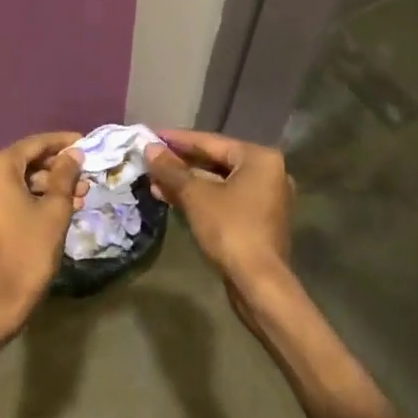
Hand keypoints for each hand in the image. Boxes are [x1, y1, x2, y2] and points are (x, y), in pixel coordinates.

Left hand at [0, 132, 84, 337]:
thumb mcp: (55, 210)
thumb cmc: (29, 250)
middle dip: (58, 168)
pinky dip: (34, 197)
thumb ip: (65, 176)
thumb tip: (74, 154)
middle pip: (26, 161)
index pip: (35, 144)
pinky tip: (61, 206)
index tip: (86, 142)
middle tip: (86, 175)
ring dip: (49, 185)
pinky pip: (10, 195)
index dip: (63, 143)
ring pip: (20, 180)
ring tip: (81, 194)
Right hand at [145, 129, 295, 308]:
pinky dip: (200, 197)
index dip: (177, 139)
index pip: (211, 141)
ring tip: (153, 181)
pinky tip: (171, 198)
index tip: (151, 135)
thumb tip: (149, 148)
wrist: (258, 282)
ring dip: (186, 182)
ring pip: (218, 182)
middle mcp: (268, 172)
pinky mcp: (257, 219)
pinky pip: (224, 198)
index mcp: (259, 158)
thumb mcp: (195, 195)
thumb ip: (171, 169)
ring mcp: (265, 197)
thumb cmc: (230, 229)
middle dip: (180, 163)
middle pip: (215, 161)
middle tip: (150, 159)